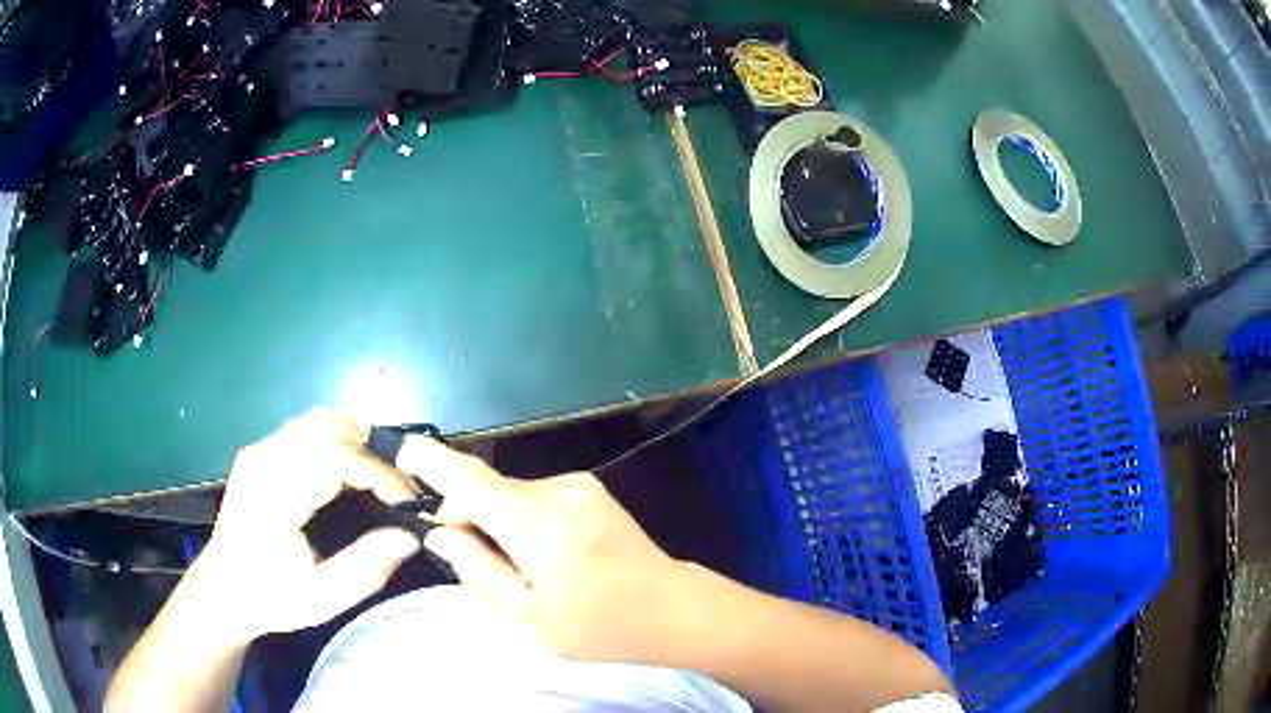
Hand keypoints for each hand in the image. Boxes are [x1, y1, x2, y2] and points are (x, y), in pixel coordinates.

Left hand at [196, 408, 420, 642]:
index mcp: (273, 495)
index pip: (333, 455)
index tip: (407, 499)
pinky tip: (351, 467)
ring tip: (381, 474)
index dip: (378, 471)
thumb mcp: (321, 598)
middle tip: (400, 486)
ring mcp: (258, 451)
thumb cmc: (271, 598)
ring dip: (356, 440)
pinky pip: (305, 428)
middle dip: (372, 451)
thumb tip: (410, 536)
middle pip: (327, 427)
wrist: (221, 590)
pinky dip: (337, 439)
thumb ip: (365, 568)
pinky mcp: (258, 453)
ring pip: (316, 420)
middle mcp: (263, 460)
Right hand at [397, 436, 696, 662]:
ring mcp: (578, 484)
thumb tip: (440, 533)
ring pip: (510, 495)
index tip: (399, 447)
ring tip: (515, 568)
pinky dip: (520, 519)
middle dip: (466, 517)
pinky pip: (534, 497)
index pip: (470, 480)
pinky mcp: (589, 488)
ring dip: (495, 521)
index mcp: (538, 523)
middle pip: (488, 490)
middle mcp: (557, 489)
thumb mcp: (528, 616)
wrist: (671, 609)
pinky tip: (538, 554)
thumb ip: (478, 571)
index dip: (430, 462)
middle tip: (468, 561)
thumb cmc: (599, 626)